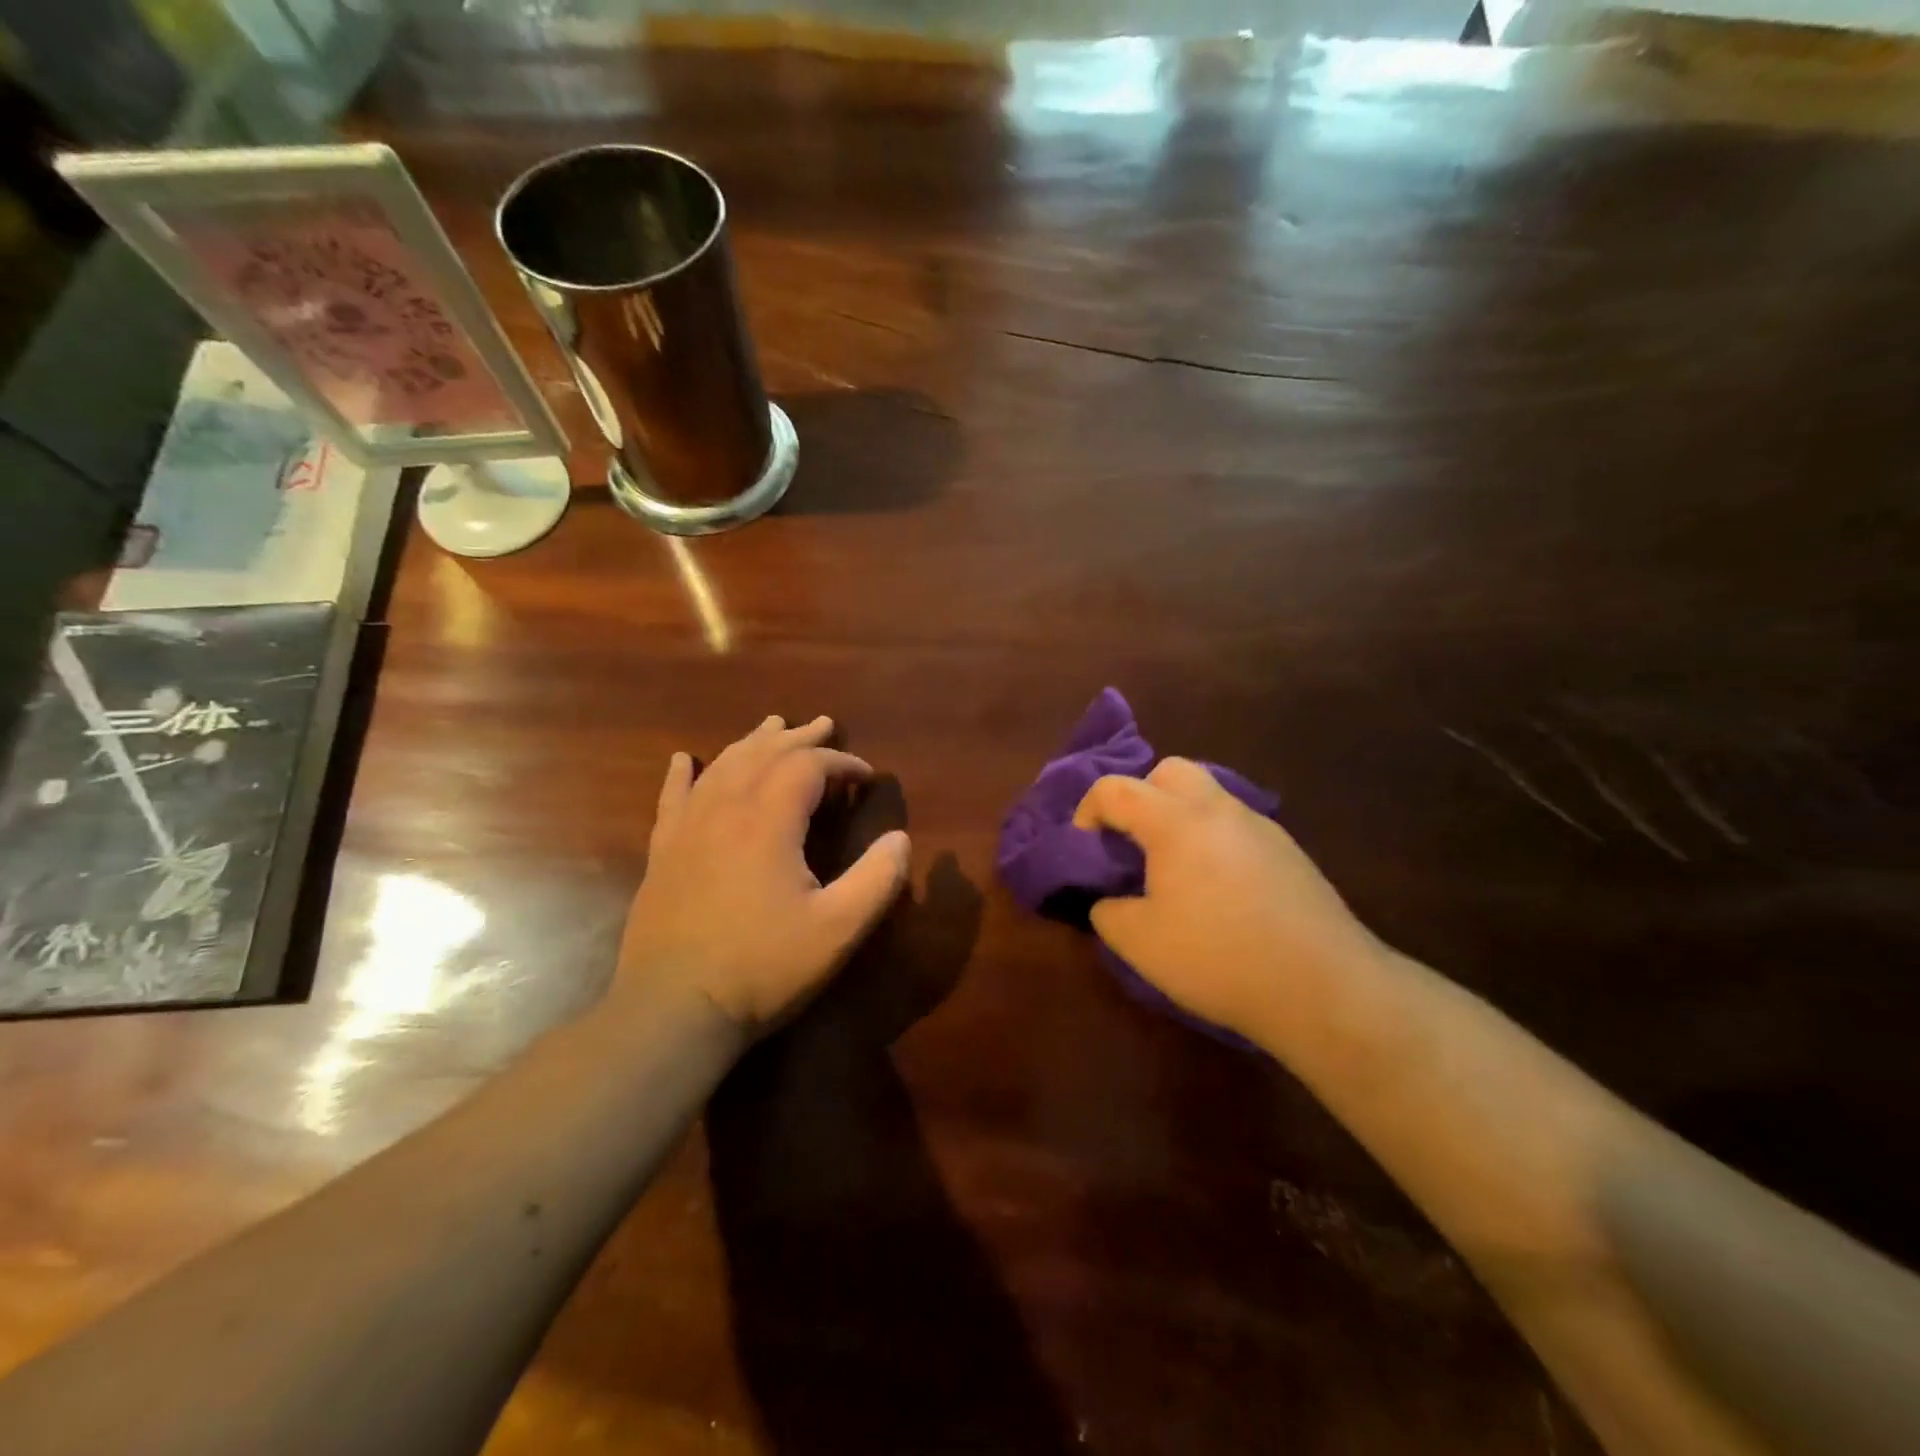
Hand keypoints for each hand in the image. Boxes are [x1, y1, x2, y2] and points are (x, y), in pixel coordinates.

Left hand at [615, 716, 910, 1039]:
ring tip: (772, 725)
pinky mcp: (663, 854)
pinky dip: (682, 775)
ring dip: (752, 743)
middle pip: (764, 754)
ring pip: (722, 767)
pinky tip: (683, 759)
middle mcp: (725, 810)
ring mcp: (687, 830)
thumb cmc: (763, 968)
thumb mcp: (838, 929)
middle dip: (799, 738)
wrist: (674, 1011)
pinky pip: (672, 799)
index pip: (808, 767)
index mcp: (768, 821)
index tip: (867, 777)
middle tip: (824, 724)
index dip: (842, 763)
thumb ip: (877, 879)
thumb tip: (901, 839)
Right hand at [1073, 758, 1381, 1043]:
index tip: (1085, 849)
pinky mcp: (1289, 853)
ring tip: (1174, 870)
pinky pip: (1237, 826)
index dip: (1087, 812)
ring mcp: (1261, 827)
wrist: (1322, 987)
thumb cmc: (1217, 957)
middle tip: (1133, 843)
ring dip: (1180, 818)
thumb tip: (1111, 901)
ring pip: (1209, 796)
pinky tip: (1218, 891)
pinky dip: (1214, 841)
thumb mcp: (1139, 943)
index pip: (1115, 789)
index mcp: (1175, 821)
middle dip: (1141, 796)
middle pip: (1170, 771)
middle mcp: (1219, 809)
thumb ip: (1108, 912)